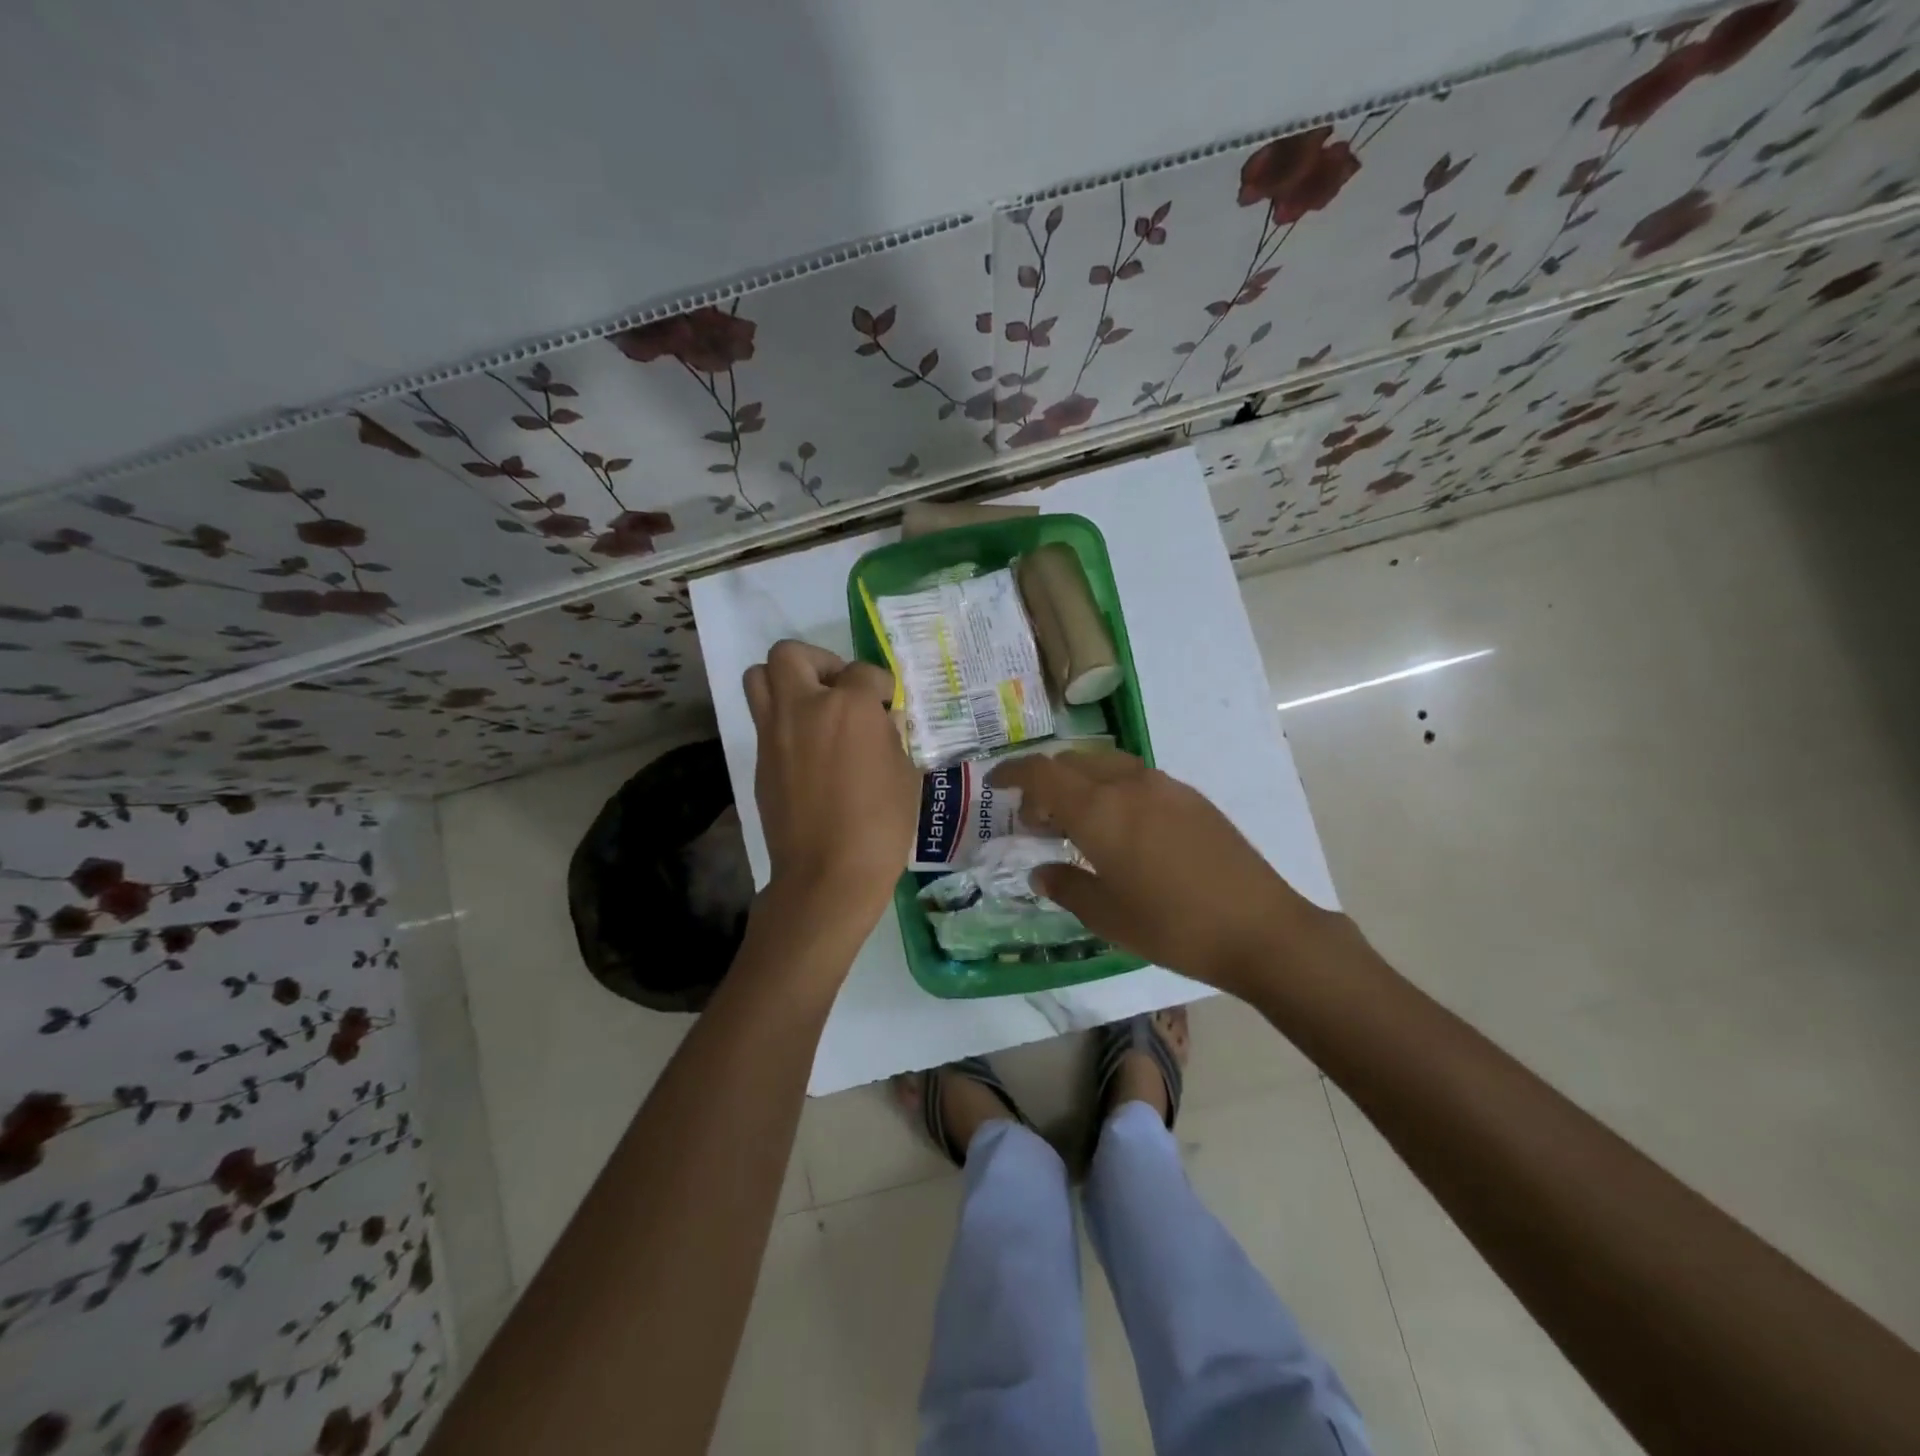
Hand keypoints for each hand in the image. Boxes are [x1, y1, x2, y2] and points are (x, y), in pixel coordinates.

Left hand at [744, 640, 917, 934]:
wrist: (828, 874)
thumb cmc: (881, 825)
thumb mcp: (905, 774)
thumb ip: (892, 736)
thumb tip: (882, 719)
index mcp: (849, 707)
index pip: (864, 672)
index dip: (879, 686)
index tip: (885, 705)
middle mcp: (804, 707)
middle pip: (791, 654)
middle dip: (819, 662)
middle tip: (839, 689)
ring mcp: (774, 732)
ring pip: (759, 677)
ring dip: (786, 682)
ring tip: (813, 708)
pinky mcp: (760, 759)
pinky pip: (764, 719)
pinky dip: (783, 720)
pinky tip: (808, 748)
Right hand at [989, 751, 1329, 990]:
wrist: (1260, 928)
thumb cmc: (1172, 926)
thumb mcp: (1106, 916)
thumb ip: (1066, 886)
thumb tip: (1041, 871)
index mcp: (1099, 810)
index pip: (1042, 772)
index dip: (1012, 773)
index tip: (994, 785)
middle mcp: (1128, 784)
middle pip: (1072, 762)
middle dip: (1045, 781)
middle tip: (1037, 819)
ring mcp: (1164, 786)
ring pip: (1105, 765)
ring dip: (1080, 782)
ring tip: (1077, 822)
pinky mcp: (1191, 797)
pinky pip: (1136, 778)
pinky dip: (1111, 789)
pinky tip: (1122, 827)